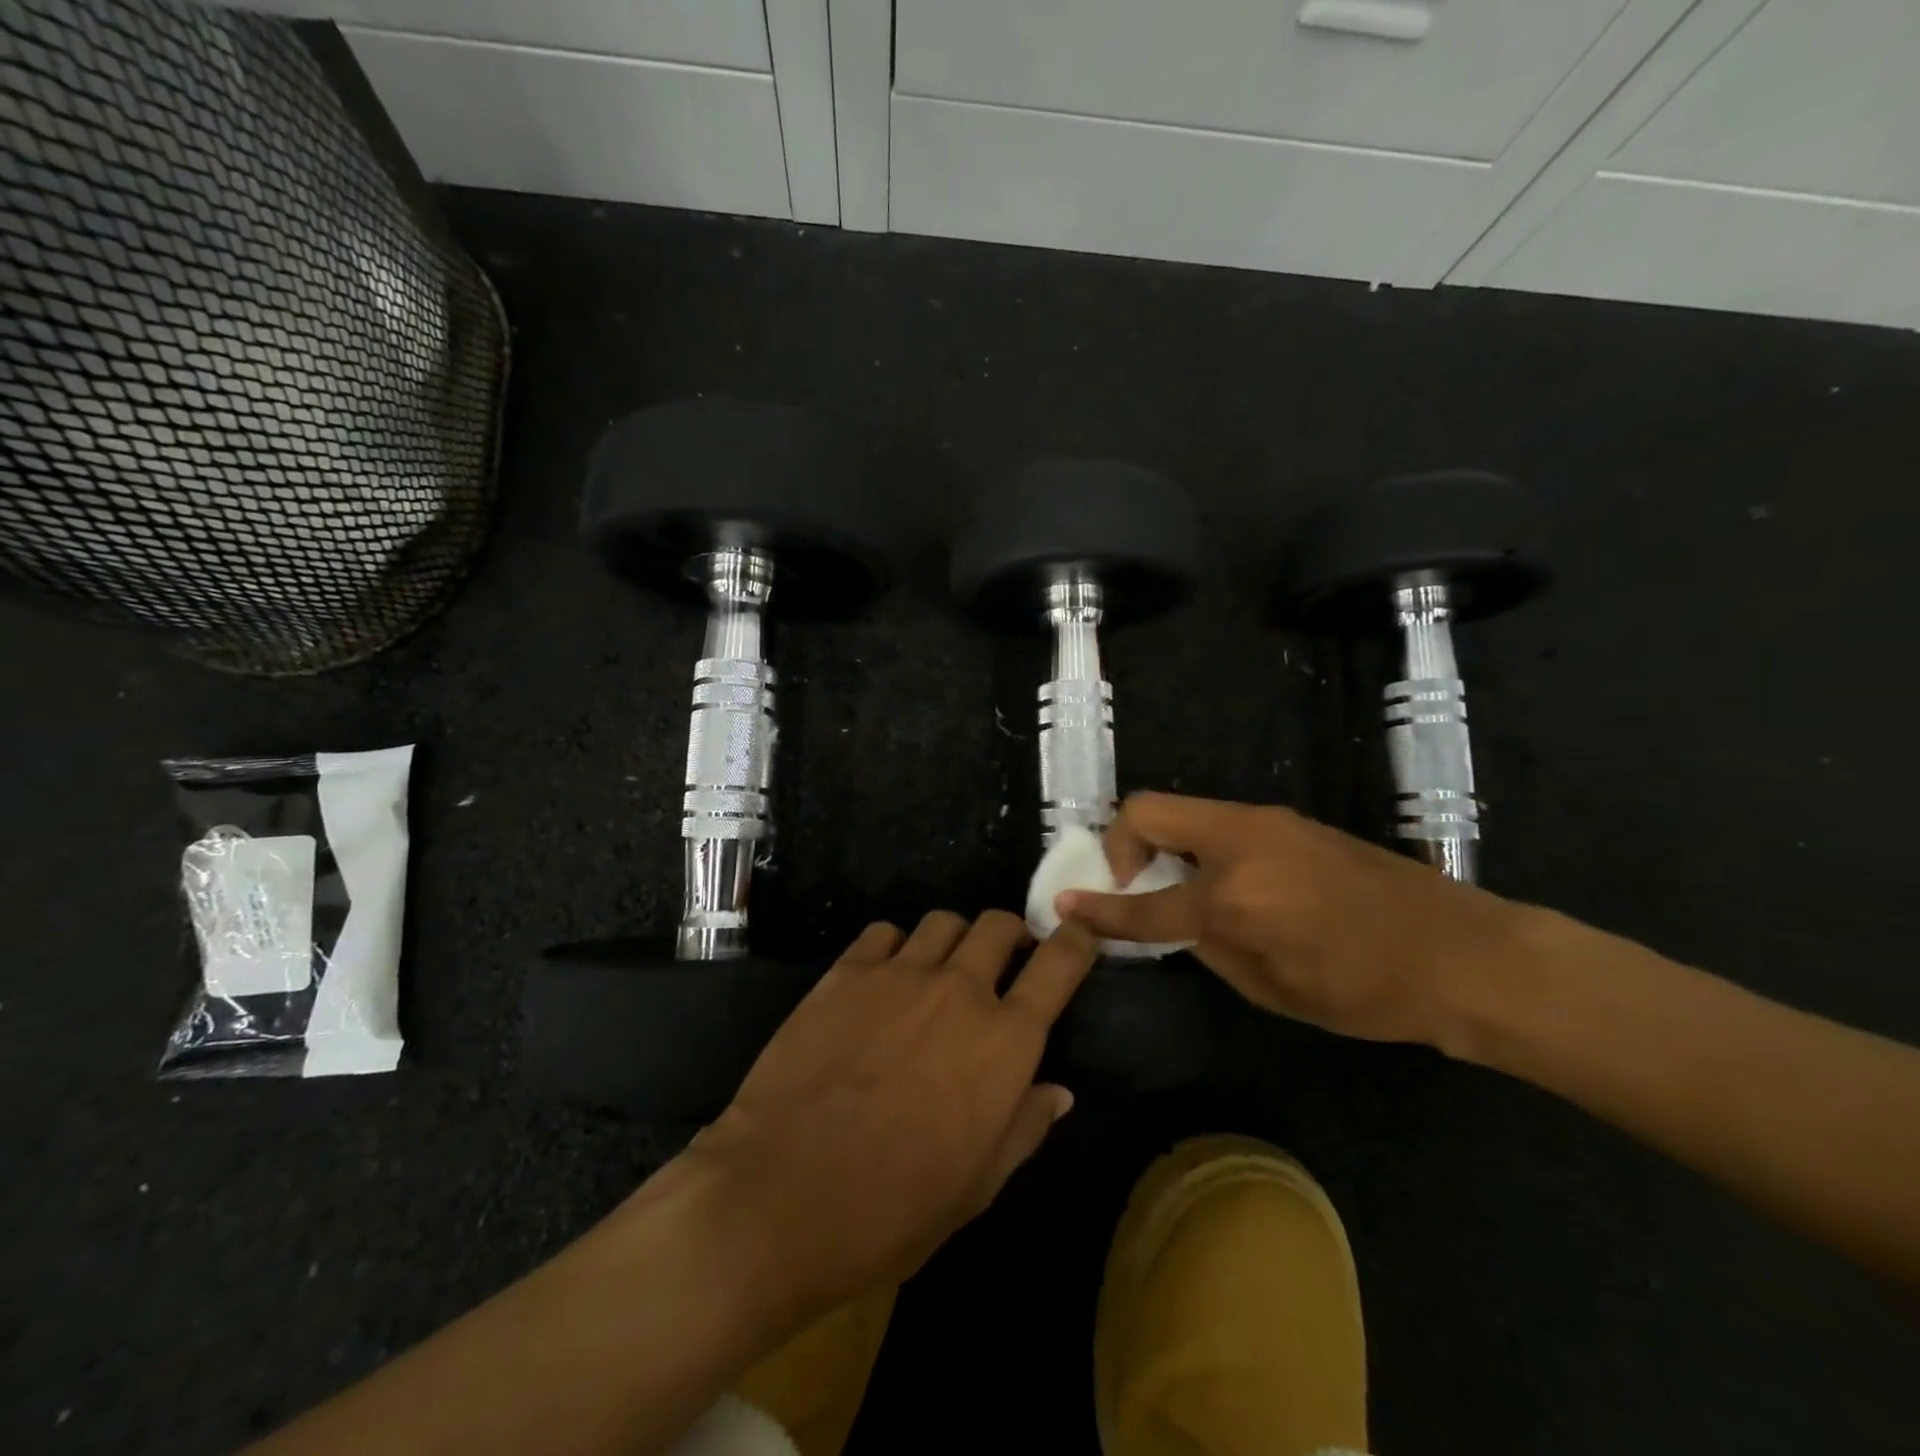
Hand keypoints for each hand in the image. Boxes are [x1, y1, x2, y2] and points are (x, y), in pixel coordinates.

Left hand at [687, 912, 1097, 1323]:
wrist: (783, 1194)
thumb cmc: (893, 1209)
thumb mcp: (977, 1186)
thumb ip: (1024, 1127)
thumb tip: (1058, 1091)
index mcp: (1005, 1042)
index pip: (1059, 965)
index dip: (1076, 941)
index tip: (1077, 935)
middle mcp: (960, 991)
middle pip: (998, 926)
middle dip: (1010, 935)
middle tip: (1001, 962)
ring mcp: (900, 974)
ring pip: (943, 921)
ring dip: (953, 940)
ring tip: (939, 970)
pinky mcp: (846, 972)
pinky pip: (884, 933)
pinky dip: (895, 947)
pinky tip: (882, 979)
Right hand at [1058, 793, 1527, 1050]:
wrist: (1462, 953)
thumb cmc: (1367, 991)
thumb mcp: (1274, 990)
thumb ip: (1210, 948)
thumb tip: (1181, 923)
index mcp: (1232, 899)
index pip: (1144, 902)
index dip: (1099, 906)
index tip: (1065, 904)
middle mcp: (1238, 844)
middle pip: (1147, 811)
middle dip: (1119, 843)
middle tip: (1131, 883)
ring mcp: (1265, 823)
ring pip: (1183, 812)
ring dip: (1163, 843)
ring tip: (1178, 887)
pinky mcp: (1288, 821)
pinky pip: (1219, 823)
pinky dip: (1199, 845)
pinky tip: (1225, 883)